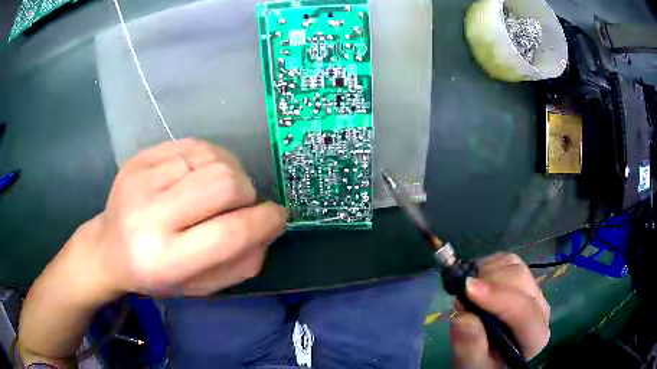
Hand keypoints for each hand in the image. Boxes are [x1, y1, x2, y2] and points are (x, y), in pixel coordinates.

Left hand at [65, 138, 286, 298]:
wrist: (108, 248)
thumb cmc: (156, 276)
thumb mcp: (202, 287)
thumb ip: (242, 263)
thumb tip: (269, 226)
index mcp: (164, 260)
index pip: (229, 233)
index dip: (264, 221)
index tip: (277, 217)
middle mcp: (149, 216)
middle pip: (223, 183)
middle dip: (246, 193)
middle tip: (240, 205)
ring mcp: (140, 179)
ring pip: (212, 157)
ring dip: (230, 173)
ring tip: (218, 190)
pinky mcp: (139, 157)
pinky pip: (193, 144)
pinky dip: (210, 159)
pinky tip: (200, 175)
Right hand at [451, 253, 550, 368]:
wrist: (489, 357)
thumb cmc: (482, 364)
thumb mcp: (472, 365)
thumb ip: (470, 347)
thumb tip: (464, 316)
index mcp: (535, 336)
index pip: (524, 311)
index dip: (497, 297)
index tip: (467, 289)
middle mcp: (541, 308)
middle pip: (520, 280)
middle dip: (488, 282)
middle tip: (461, 295)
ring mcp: (533, 290)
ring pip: (514, 265)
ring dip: (486, 272)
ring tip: (467, 291)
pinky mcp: (522, 279)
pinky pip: (507, 260)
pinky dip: (487, 265)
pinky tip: (476, 282)